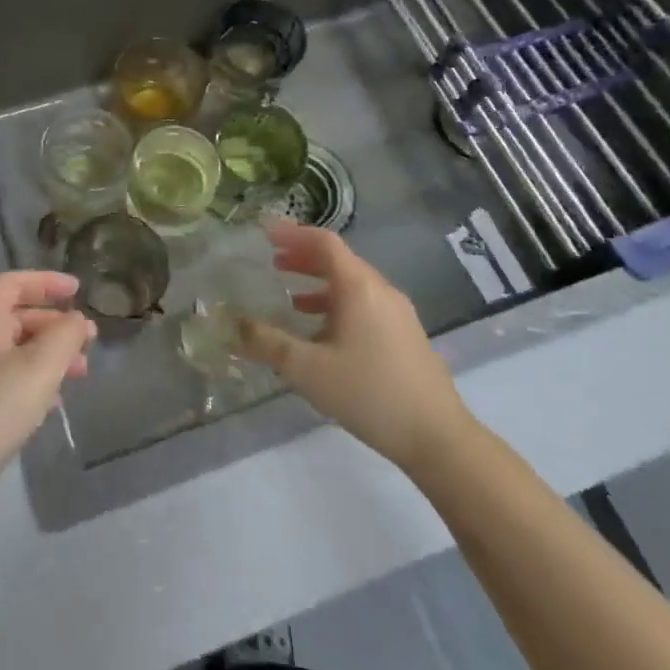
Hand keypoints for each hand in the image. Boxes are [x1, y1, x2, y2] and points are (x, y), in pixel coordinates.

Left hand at [0, 272, 96, 495]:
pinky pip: (0, 371)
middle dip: (54, 325)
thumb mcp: (40, 368)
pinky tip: (51, 399)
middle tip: (88, 341)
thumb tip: (77, 319)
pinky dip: (28, 374)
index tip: (78, 290)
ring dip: (46, 353)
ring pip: (10, 346)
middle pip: (14, 314)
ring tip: (79, 373)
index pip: (14, 282)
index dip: (48, 282)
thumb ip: (66, 335)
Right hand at [236, 219, 473, 474]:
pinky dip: (336, 303)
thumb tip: (231, 325)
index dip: (293, 233)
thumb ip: (267, 343)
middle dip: (303, 256)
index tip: (265, 232)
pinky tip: (321, 331)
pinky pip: (364, 304)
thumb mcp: (307, 369)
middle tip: (272, 260)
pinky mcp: (405, 335)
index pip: (324, 242)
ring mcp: (397, 313)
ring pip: (352, 283)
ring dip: (319, 282)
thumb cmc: (369, 393)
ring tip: (290, 294)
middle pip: (339, 260)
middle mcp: (380, 290)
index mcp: (358, 287)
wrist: (438, 437)